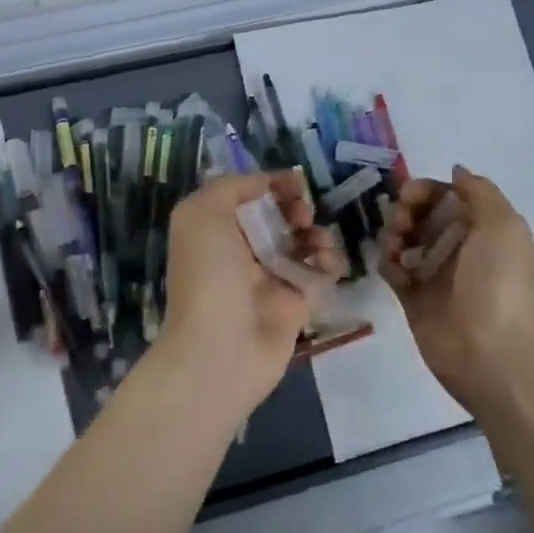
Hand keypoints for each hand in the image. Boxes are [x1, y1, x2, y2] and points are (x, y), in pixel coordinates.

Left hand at [152, 172, 342, 416]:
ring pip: (303, 244)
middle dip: (296, 208)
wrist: (220, 350)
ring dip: (317, 234)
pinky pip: (319, 274)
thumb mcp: (203, 214)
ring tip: (319, 242)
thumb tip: (265, 183)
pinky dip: (329, 263)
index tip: (296, 182)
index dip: (272, 184)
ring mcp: (269, 279)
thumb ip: (232, 187)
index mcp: (215, 229)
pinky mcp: (295, 304)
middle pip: (279, 217)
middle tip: (301, 214)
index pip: (248, 196)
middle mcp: (240, 251)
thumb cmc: (209, 275)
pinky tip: (327, 263)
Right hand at [380, 166, 533, 413]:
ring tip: (396, 249)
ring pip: (404, 238)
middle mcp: (459, 246)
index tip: (410, 196)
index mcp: (483, 228)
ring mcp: (434, 272)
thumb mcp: (502, 225)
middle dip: (406, 210)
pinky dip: (389, 263)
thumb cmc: (498, 283)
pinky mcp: (413, 297)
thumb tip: (457, 170)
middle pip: (422, 214)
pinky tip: (396, 271)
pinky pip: (393, 268)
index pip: (448, 195)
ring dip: (393, 234)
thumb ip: (479, 191)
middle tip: (402, 224)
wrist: (489, 353)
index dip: (426, 190)